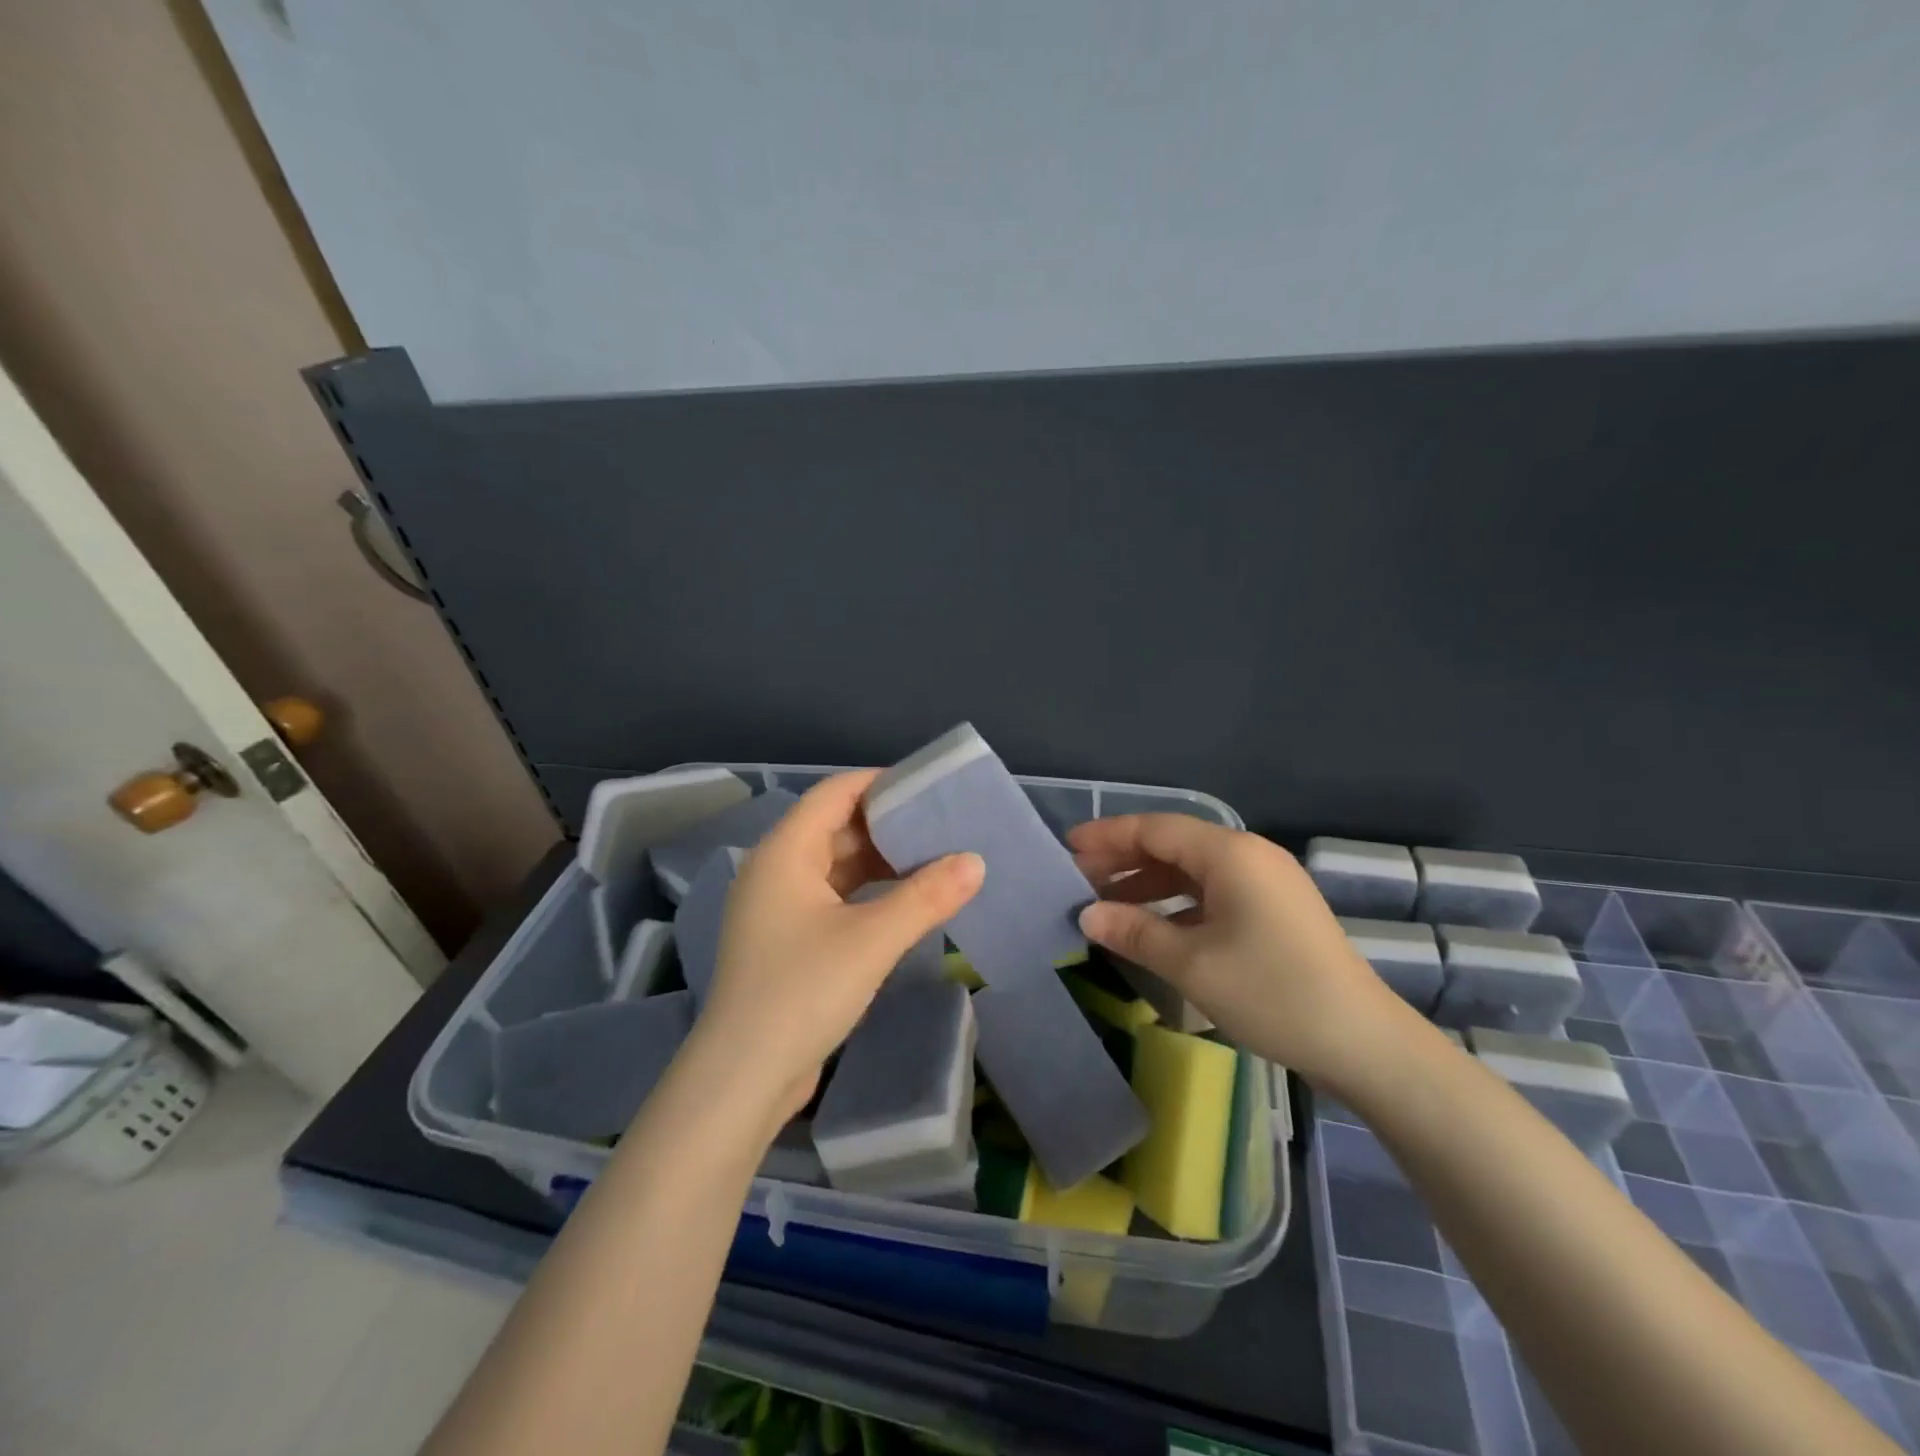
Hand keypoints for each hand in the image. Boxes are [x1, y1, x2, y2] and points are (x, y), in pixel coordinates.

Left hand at [695, 770, 984, 1126]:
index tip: (928, 788)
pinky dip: (865, 892)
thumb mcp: (873, 939)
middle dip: (887, 825)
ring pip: (834, 865)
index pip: (835, 793)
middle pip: (835, 826)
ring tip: (932, 860)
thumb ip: (927, 896)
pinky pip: (831, 897)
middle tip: (941, 826)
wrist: (744, 1076)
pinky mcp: (785, 940)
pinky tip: (902, 903)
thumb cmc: (804, 991)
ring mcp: (777, 907)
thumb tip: (975, 861)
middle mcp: (775, 869)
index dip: (880, 782)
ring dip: (879, 862)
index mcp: (785, 851)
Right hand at [1069, 814, 1411, 1086]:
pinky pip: (1213, 892)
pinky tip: (1153, 927)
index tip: (1067, 846)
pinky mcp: (1275, 910)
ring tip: (1106, 904)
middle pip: (1173, 845)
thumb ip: (1135, 932)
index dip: (1108, 835)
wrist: (1363, 1042)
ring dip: (1148, 884)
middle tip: (1078, 879)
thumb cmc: (1271, 993)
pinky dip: (1177, 904)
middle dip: (1124, 860)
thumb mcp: (1192, 965)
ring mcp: (1266, 883)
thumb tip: (1087, 916)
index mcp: (1230, 854)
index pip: (1155, 829)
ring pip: (1193, 871)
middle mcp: (1249, 856)